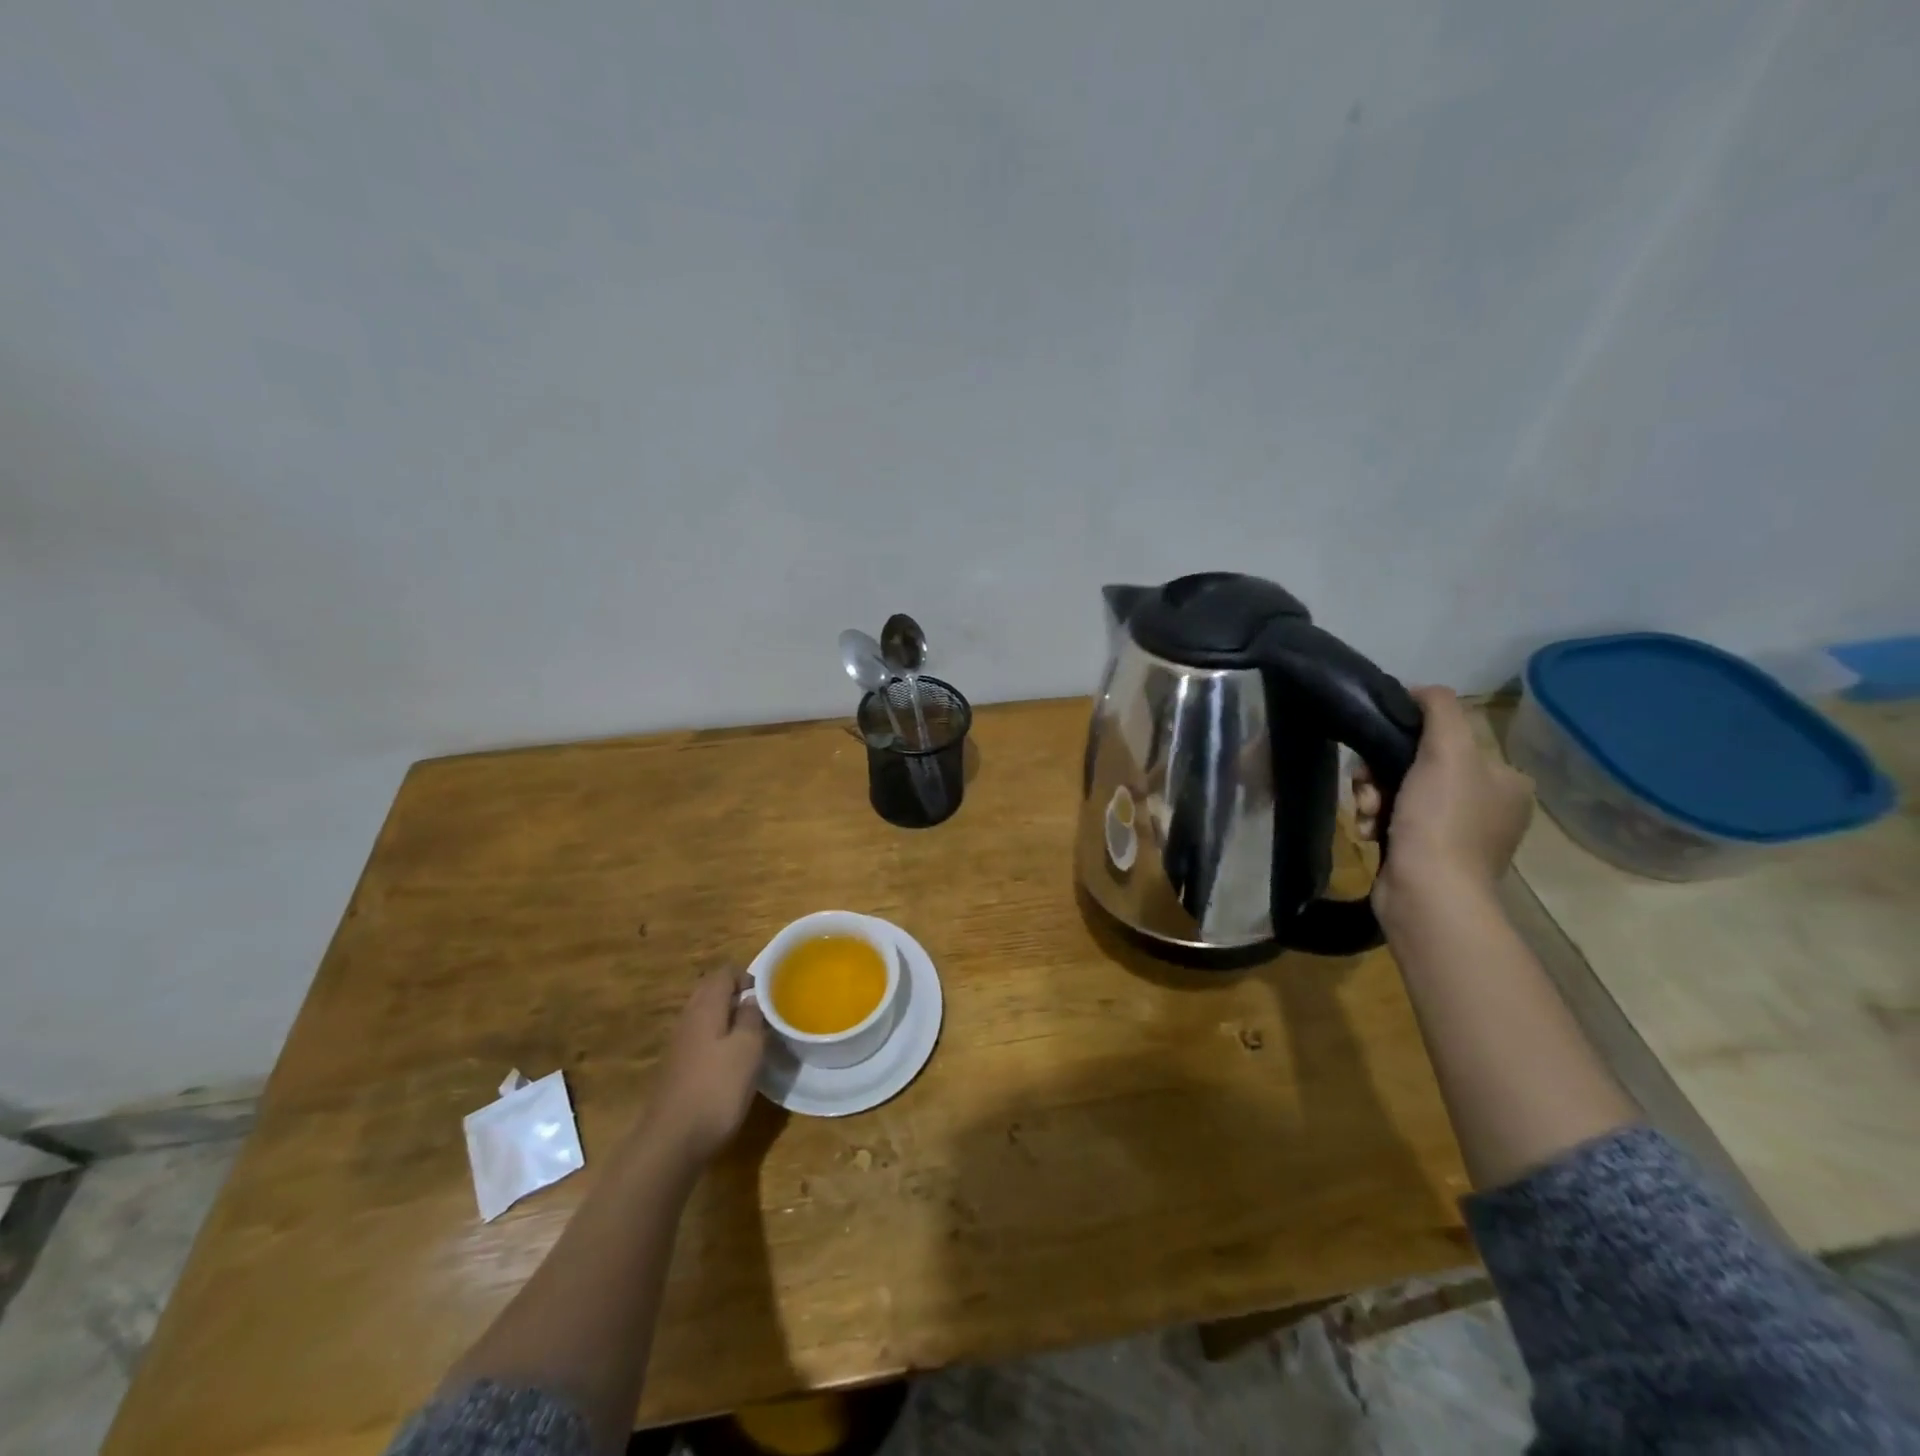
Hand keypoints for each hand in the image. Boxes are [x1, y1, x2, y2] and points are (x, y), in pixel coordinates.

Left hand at [640, 969, 767, 1165]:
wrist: (672, 1141)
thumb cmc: (717, 1088)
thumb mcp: (748, 1049)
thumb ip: (751, 1017)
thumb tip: (750, 998)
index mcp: (705, 1007)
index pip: (724, 973)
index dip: (747, 976)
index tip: (768, 994)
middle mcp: (688, 1018)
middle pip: (711, 991)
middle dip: (737, 995)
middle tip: (763, 1012)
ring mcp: (679, 1044)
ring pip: (705, 1015)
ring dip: (728, 1018)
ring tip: (752, 1035)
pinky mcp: (677, 1067)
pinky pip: (700, 1038)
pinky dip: (717, 1039)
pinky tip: (732, 1061)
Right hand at [1352, 686, 1533, 919]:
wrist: (1427, 894)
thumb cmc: (1442, 819)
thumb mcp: (1448, 751)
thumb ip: (1440, 709)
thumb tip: (1419, 690)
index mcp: (1505, 779)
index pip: (1447, 738)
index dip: (1405, 738)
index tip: (1379, 750)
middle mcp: (1487, 804)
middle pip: (1417, 765)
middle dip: (1381, 773)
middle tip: (1367, 786)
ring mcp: (1457, 832)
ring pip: (1398, 792)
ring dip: (1373, 797)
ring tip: (1368, 814)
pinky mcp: (1428, 854)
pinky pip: (1394, 820)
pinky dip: (1376, 821)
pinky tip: (1369, 831)